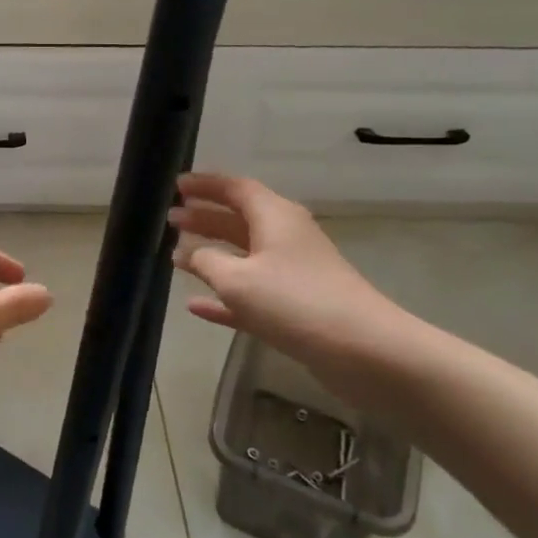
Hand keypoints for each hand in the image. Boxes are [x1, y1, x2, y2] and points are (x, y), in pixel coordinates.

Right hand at [169, 174, 415, 384]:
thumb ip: (206, 262)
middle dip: (205, 218)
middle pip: (239, 219)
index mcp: (275, 217)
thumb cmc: (295, 302)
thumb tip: (188, 253)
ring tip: (177, 255)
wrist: (365, 351)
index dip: (205, 185)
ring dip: (212, 254)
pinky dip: (225, 295)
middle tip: (171, 219)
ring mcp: (293, 273)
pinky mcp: (296, 307)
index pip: (235, 188)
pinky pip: (251, 292)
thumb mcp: (238, 280)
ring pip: (244, 256)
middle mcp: (286, 237)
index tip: (176, 186)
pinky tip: (196, 306)